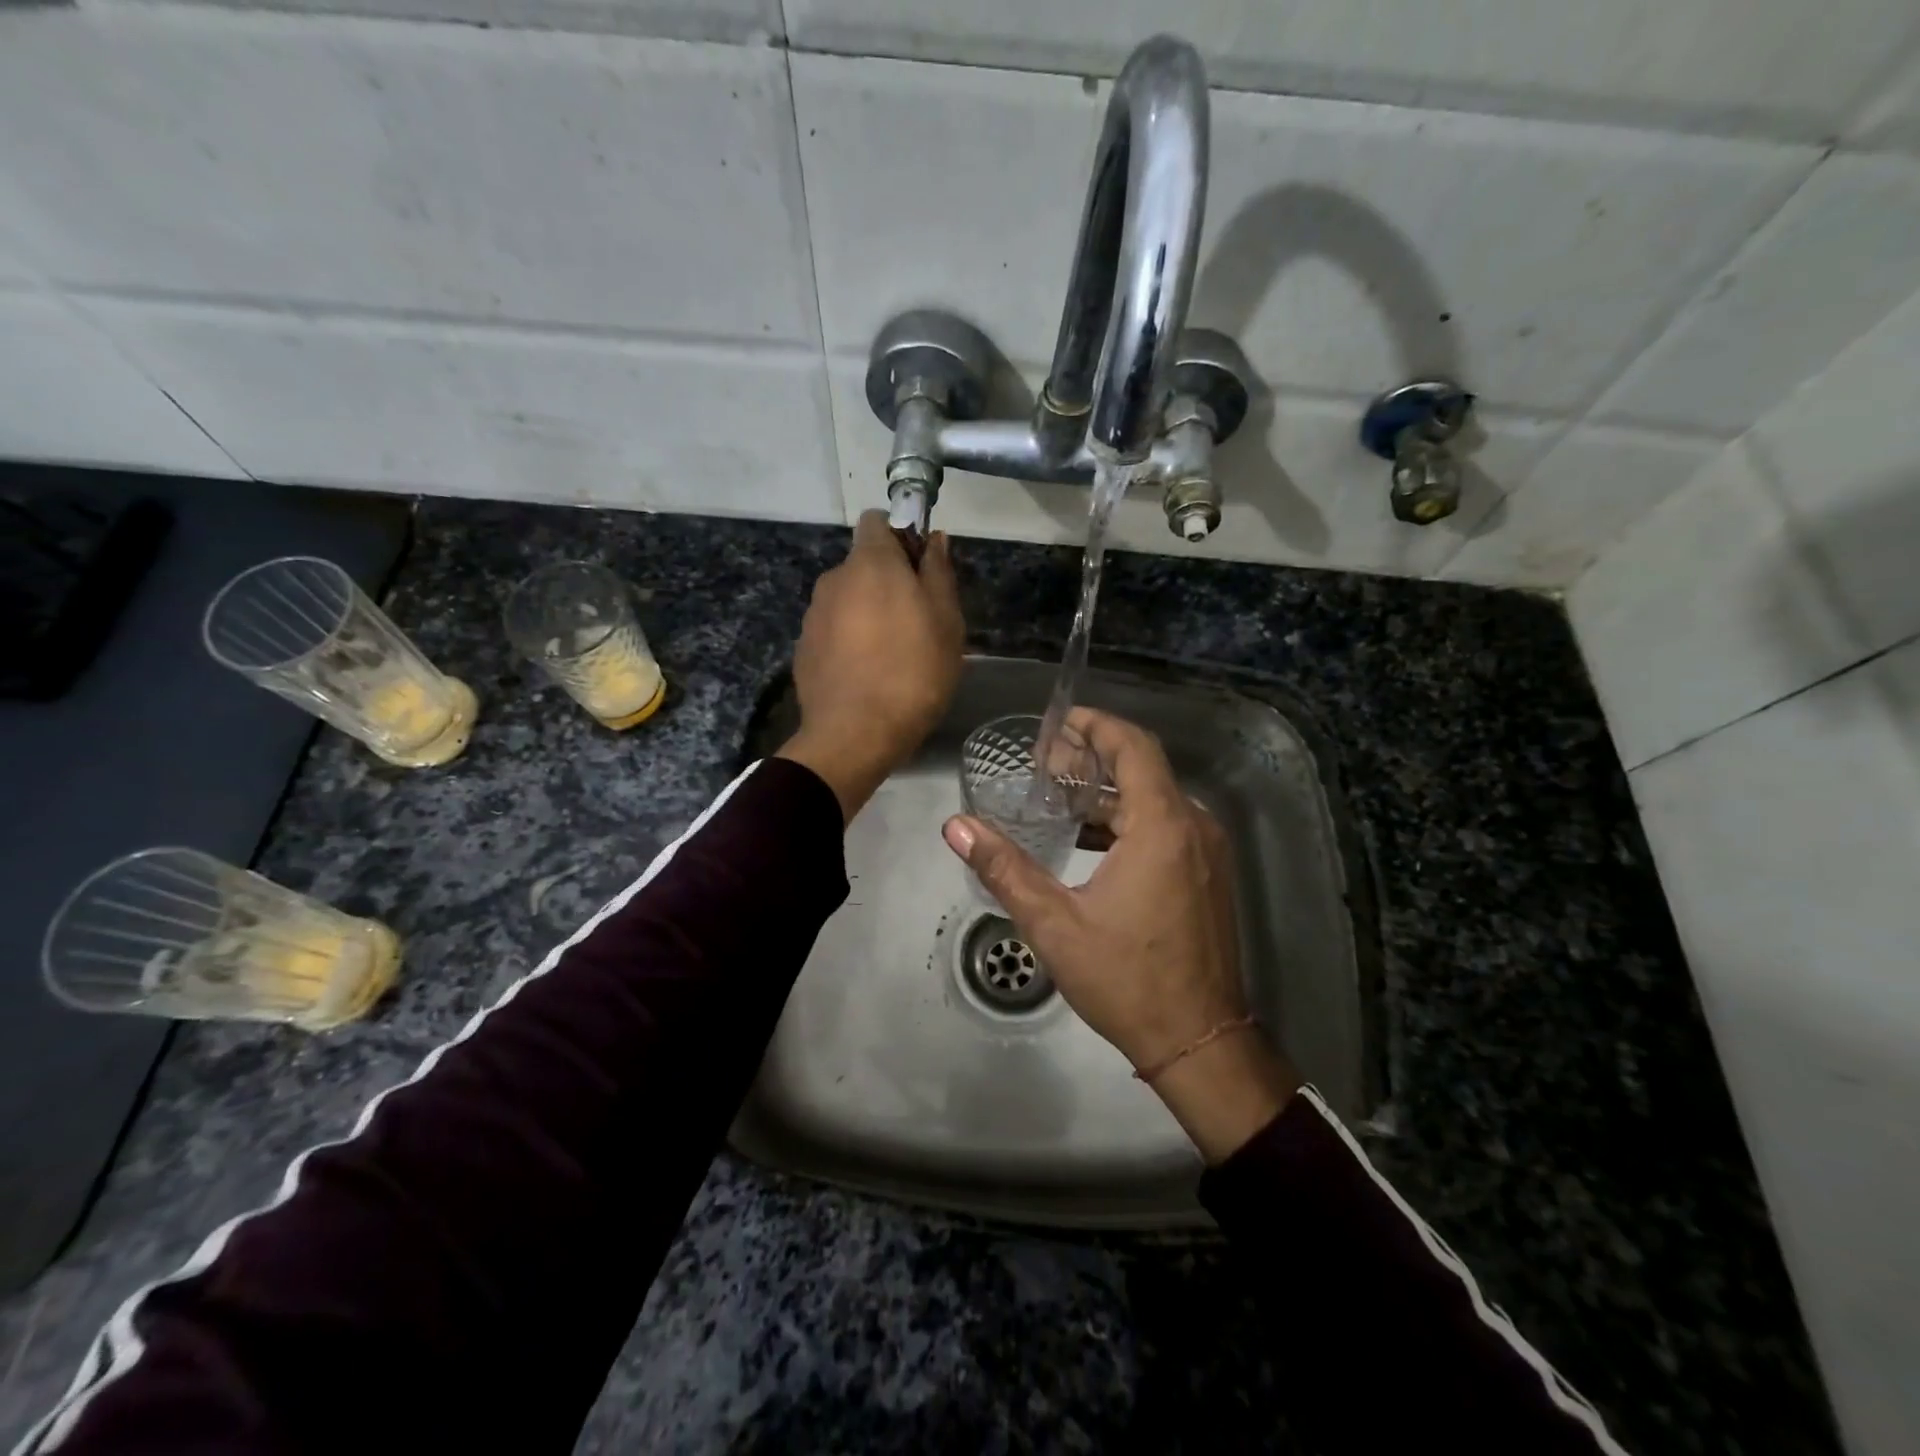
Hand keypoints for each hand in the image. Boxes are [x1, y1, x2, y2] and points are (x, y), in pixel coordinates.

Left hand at [776, 511, 964, 820]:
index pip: (877, 521)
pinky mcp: (803, 649)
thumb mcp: (946, 622)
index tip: (921, 569)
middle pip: (863, 564)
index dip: (902, 537)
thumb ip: (939, 572)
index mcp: (870, 563)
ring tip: (892, 655)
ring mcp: (813, 615)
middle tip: (917, 621)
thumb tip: (935, 538)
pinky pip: (833, 631)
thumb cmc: (913, 673)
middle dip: (888, 582)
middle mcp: (834, 579)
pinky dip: (849, 641)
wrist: (854, 735)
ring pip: (848, 600)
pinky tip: (867, 674)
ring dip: (868, 614)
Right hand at [941, 708, 1298, 1160]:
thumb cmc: (1126, 979)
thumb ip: (1004, 867)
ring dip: (1108, 791)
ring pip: (1155, 798)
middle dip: (1093, 757)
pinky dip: (1129, 819)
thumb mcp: (1054, 924)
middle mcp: (1194, 826)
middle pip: (1143, 768)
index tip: (1058, 723)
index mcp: (1162, 825)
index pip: (1133, 746)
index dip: (1096, 725)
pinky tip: (1090, 839)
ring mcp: (1207, 851)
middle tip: (1044, 763)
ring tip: (1057, 797)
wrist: (1199, 1041)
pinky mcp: (1208, 874)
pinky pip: (1167, 825)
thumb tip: (957, 826)